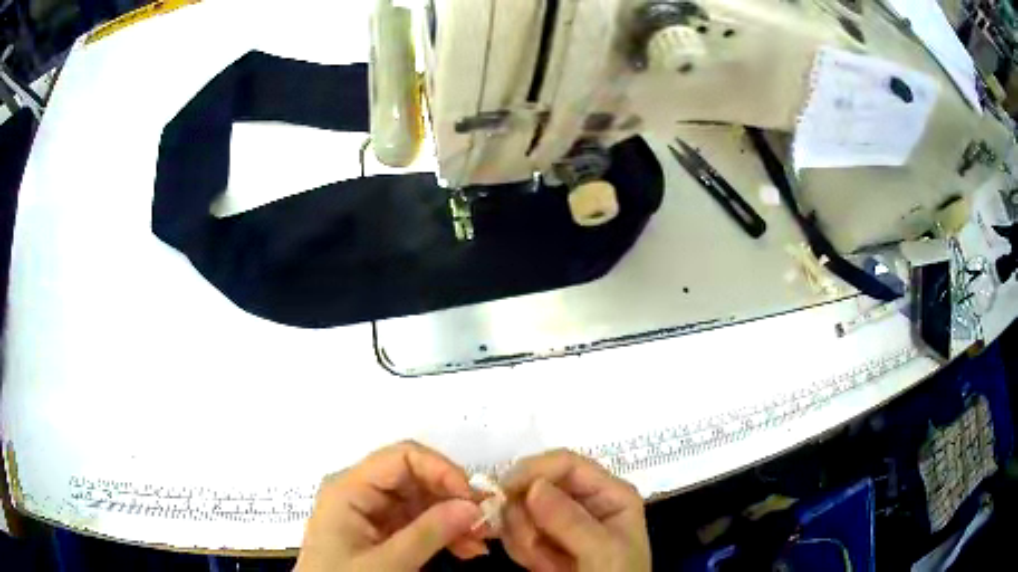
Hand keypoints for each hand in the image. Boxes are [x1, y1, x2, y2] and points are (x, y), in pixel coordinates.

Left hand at [295, 441, 488, 570]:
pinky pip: (418, 521)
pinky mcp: (380, 530)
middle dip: (453, 498)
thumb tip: (473, 505)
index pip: (401, 457)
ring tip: (481, 541)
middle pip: (415, 478)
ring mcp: (371, 511)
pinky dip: (444, 533)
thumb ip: (429, 533)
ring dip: (454, 518)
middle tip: (486, 522)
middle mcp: (359, 491)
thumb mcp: (387, 564)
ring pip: (422, 500)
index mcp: (349, 488)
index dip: (441, 470)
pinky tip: (466, 549)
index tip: (473, 499)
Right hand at [500, 450, 650, 571]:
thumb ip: (570, 521)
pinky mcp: (543, 538)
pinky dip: (519, 549)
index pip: (567, 463)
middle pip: (536, 483)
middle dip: (526, 516)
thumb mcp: (603, 552)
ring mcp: (560, 520)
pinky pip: (513, 531)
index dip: (534, 470)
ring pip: (519, 508)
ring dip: (523, 538)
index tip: (504, 491)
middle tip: (533, 545)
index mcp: (608, 493)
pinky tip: (541, 566)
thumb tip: (532, 485)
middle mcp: (583, 501)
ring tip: (546, 564)